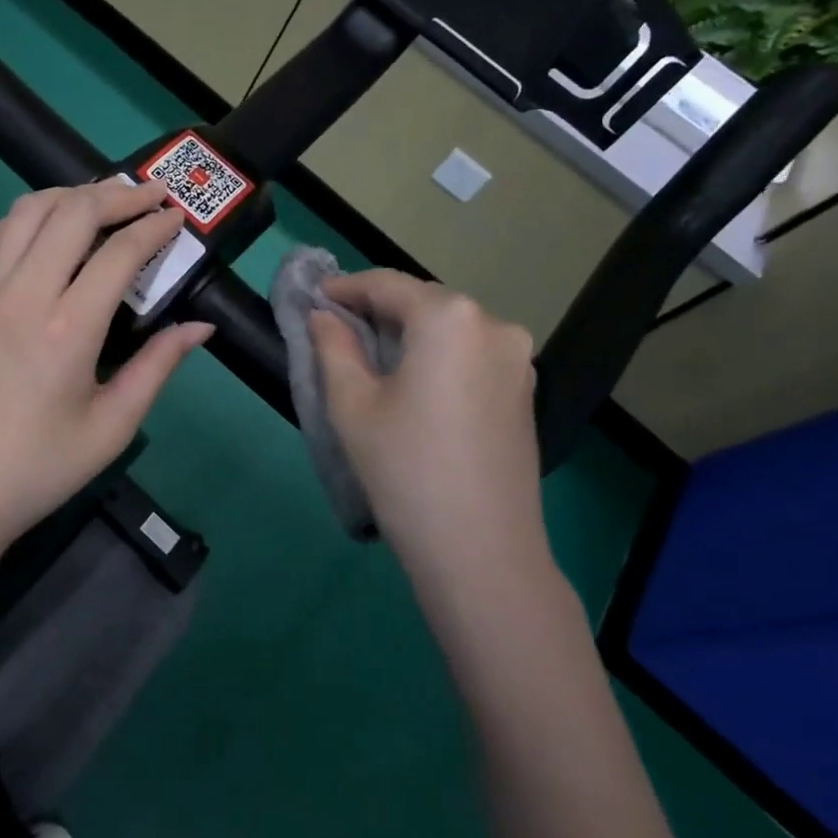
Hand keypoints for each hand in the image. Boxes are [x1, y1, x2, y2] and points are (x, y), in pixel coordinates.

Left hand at [0, 179, 213, 549]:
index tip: (178, 216)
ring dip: (68, 195)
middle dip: (117, 194)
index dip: (154, 226)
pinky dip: (25, 217)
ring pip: (25, 212)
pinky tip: (44, 228)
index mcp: (66, 329)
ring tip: (101, 201)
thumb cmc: (38, 468)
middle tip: (149, 195)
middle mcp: (22, 295)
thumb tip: (200, 327)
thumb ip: (158, 367)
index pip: (119, 253)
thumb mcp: (111, 427)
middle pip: (70, 212)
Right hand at [308, 271, 546, 577]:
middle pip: (422, 302)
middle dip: (378, 309)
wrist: (482, 552)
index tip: (314, 298)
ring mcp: (517, 359)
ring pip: (449, 327)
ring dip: (408, 332)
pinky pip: (470, 353)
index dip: (345, 288)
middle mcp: (493, 324)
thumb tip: (324, 316)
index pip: (387, 285)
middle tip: (336, 328)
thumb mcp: (353, 404)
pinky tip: (411, 380)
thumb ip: (333, 346)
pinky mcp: (524, 390)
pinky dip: (436, 354)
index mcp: (450, 318)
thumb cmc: (405, 469)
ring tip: (369, 355)